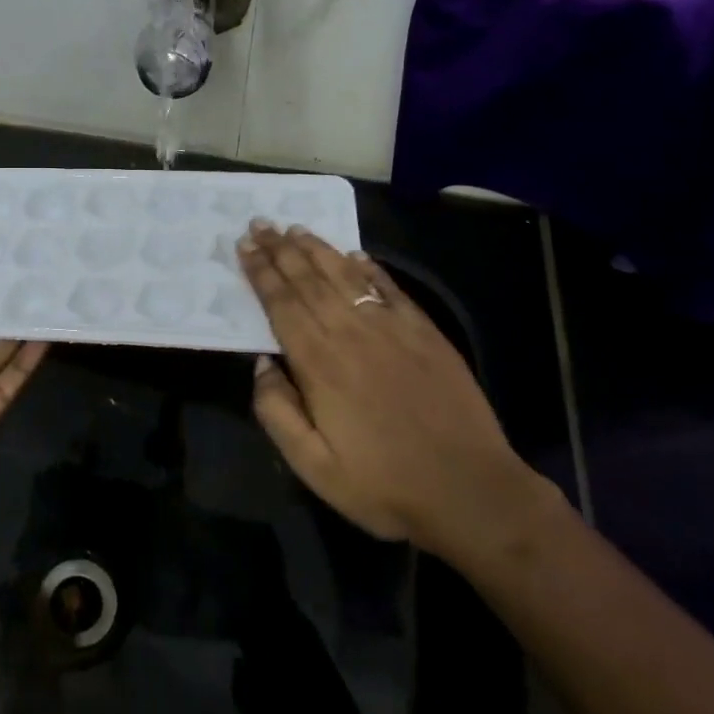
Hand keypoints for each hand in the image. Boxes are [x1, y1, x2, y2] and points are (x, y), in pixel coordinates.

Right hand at [236, 222, 553, 564]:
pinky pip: (389, 288)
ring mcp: (392, 329)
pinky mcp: (425, 333)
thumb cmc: (383, 484)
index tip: (244, 244)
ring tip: (295, 228)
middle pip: (308, 280)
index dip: (260, 272)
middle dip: (280, 249)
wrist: (469, 490)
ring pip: (345, 276)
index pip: (281, 303)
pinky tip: (355, 254)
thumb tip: (261, 363)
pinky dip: (368, 267)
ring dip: (317, 249)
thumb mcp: (313, 466)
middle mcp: (351, 333)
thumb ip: (277, 412)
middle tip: (260, 223)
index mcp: (319, 363)